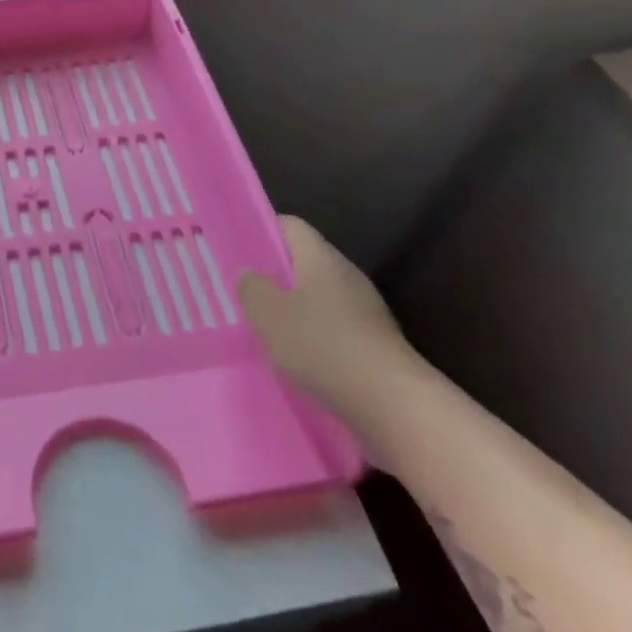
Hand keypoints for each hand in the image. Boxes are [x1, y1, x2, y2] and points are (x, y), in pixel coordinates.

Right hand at [238, 215, 422, 414]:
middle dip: (275, 275)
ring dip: (293, 309)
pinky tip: (297, 357)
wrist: (394, 405)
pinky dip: (313, 336)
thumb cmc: (323, 346)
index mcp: (321, 258)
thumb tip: (249, 273)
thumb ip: (252, 287)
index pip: (290, 226)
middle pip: (304, 261)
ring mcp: (365, 310)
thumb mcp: (269, 314)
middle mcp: (347, 275)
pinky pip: (334, 326)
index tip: (238, 249)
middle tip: (244, 292)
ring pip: (319, 297)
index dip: (263, 231)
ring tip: (265, 328)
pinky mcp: (374, 342)